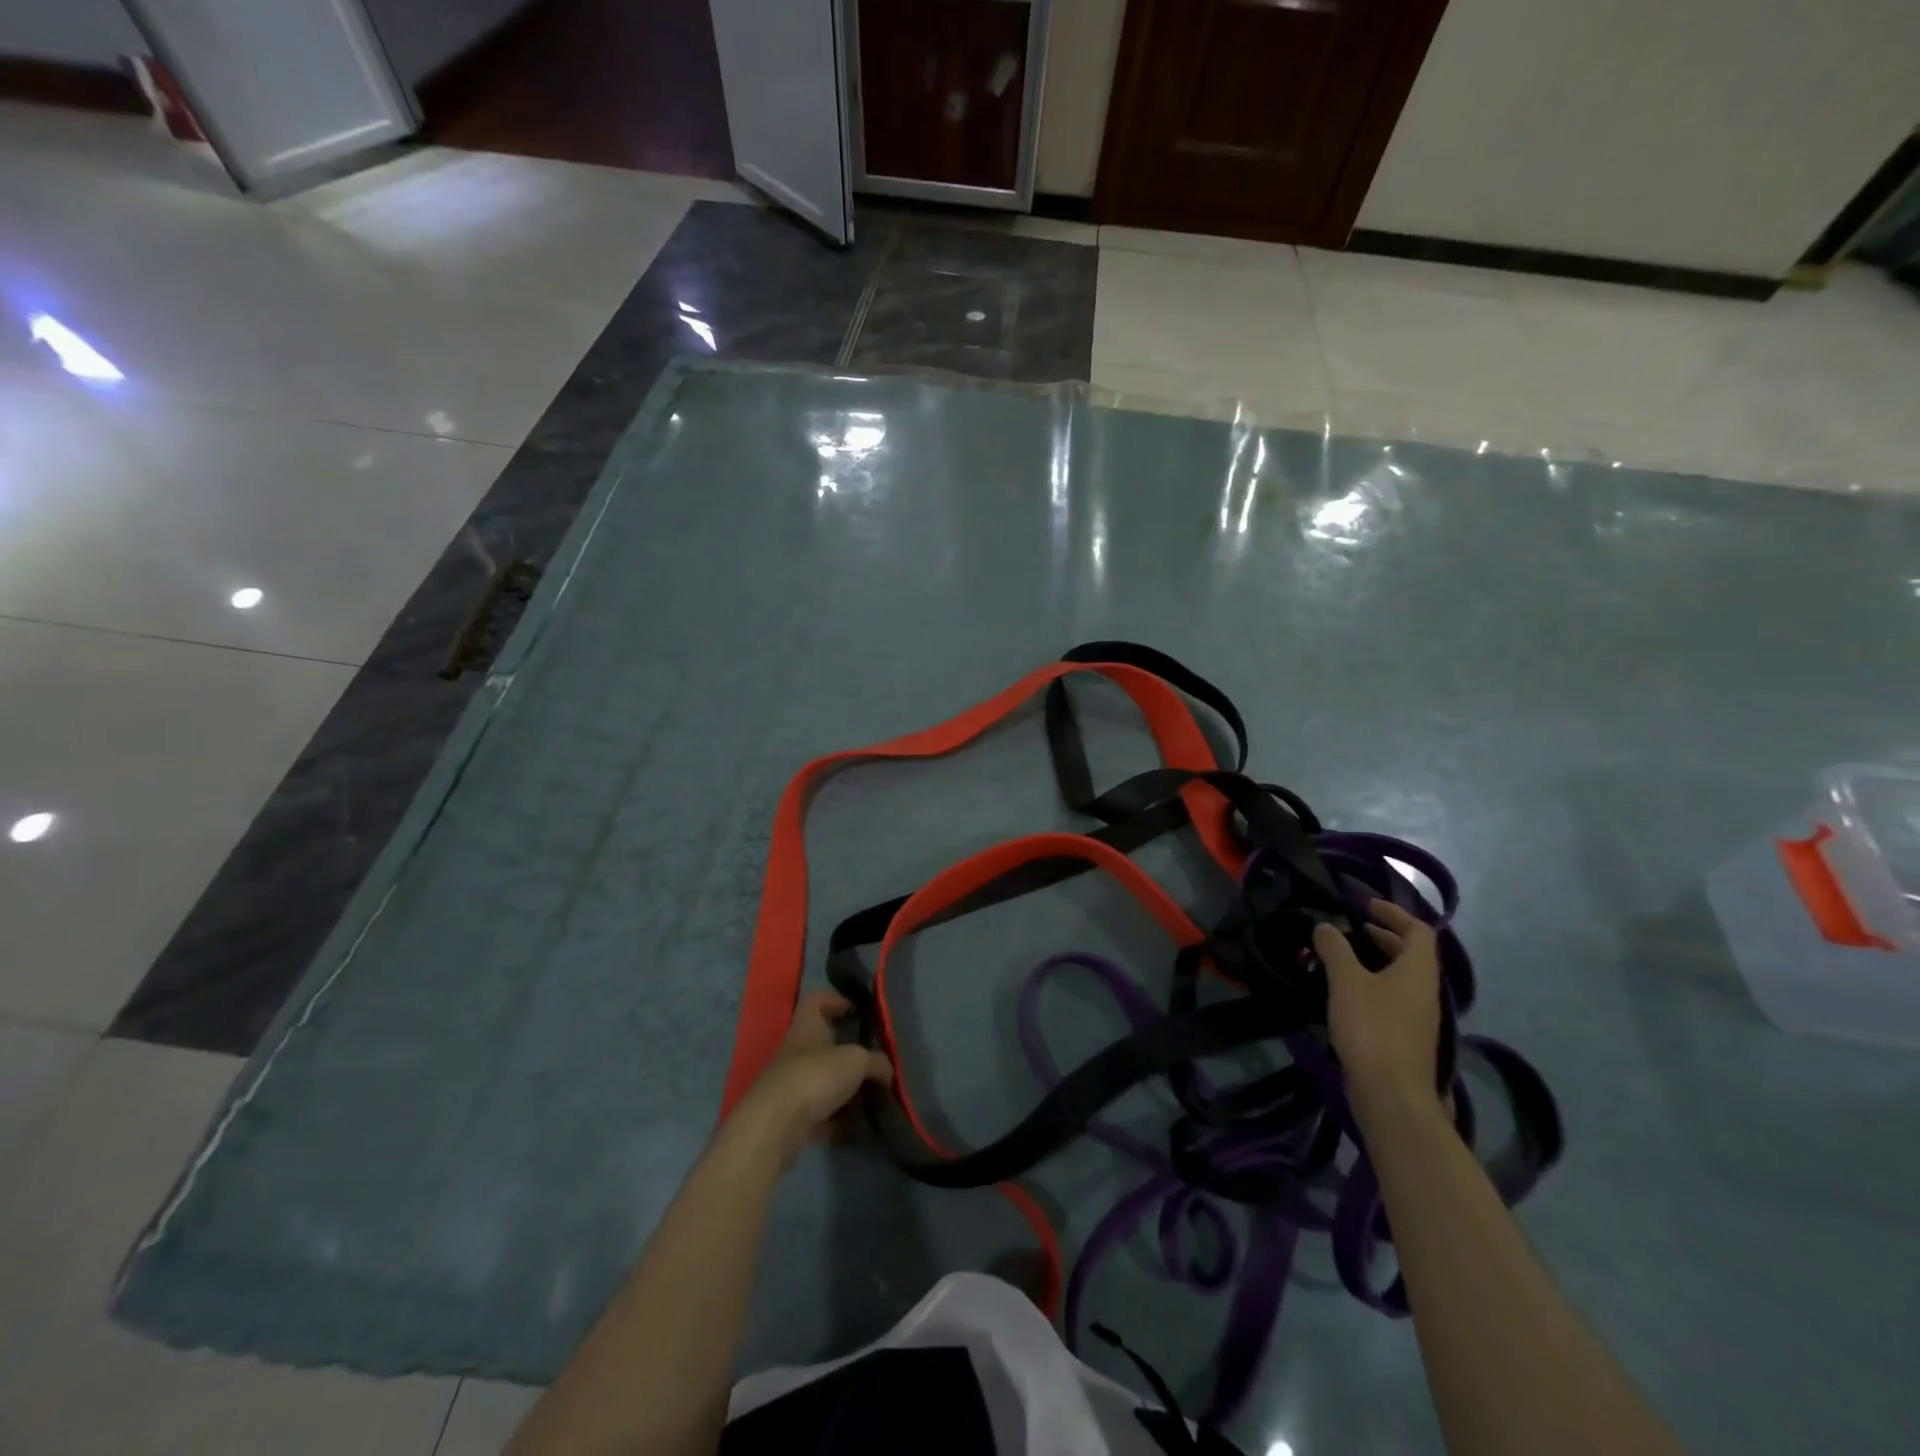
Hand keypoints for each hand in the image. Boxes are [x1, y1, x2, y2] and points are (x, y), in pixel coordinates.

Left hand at [727, 991, 892, 1170]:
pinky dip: (840, 1120)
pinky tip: (860, 1125)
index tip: (857, 1009)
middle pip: (824, 1045)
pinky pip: (823, 1114)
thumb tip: (888, 1070)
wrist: (775, 1128)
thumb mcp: (856, 1061)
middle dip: (849, 1053)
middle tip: (875, 1060)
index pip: (816, 1000)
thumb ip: (877, 1062)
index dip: (836, 999)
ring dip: (847, 1089)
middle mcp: (797, 1052)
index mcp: (807, 1027)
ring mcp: (793, 1086)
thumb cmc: (815, 1077)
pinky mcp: (793, 1118)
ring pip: (825, 1081)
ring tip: (874, 1096)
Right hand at [1313, 899, 1442, 1108]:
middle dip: (1383, 937)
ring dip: (1376, 962)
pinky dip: (1373, 986)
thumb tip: (1325, 926)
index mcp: (1418, 971)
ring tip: (1342, 960)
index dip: (1395, 913)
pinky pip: (1393, 999)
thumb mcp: (1346, 981)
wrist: (1391, 1093)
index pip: (1419, 930)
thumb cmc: (1372, 1028)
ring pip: (1401, 978)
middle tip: (1351, 930)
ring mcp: (1419, 1018)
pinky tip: (1346, 995)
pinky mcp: (1407, 1038)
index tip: (1366, 906)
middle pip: (1412, 954)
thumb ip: (1335, 949)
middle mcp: (1425, 991)